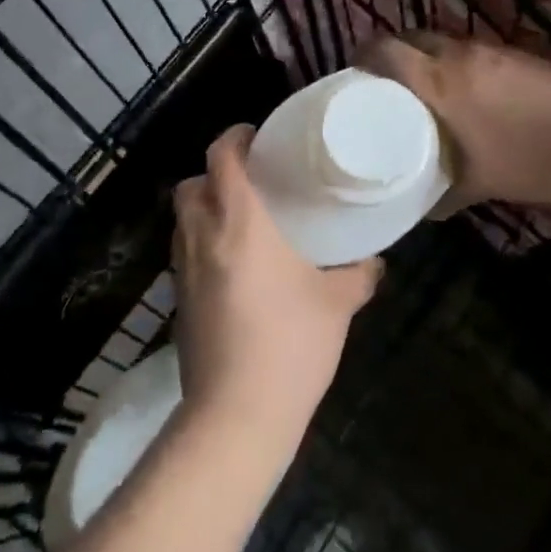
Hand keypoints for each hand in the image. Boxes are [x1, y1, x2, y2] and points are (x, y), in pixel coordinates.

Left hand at [171, 126, 381, 448]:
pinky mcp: (176, 301)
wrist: (236, 416)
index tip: (256, 136)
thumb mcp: (336, 304)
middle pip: (190, 183)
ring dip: (203, 208)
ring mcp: (182, 270)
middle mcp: (202, 236)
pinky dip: (199, 244)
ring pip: (181, 219)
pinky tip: (231, 268)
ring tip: (240, 222)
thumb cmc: (290, 345)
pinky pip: (183, 253)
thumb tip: (374, 261)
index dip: (234, 137)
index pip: (222, 157)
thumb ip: (358, 274)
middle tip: (249, 183)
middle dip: (213, 173)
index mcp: (239, 222)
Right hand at [356, 32, 550, 208]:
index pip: (387, 49)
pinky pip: (474, 49)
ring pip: (445, 41)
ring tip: (428, 86)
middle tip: (389, 80)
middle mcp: (460, 55)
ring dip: (430, 56)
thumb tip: (419, 209)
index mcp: (439, 82)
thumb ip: (439, 194)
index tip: (355, 70)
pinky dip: (461, 62)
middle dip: (396, 52)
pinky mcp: (517, 52)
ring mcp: (491, 50)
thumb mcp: (474, 186)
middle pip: (413, 37)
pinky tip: (472, 90)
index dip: (365, 54)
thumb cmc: (525, 164)